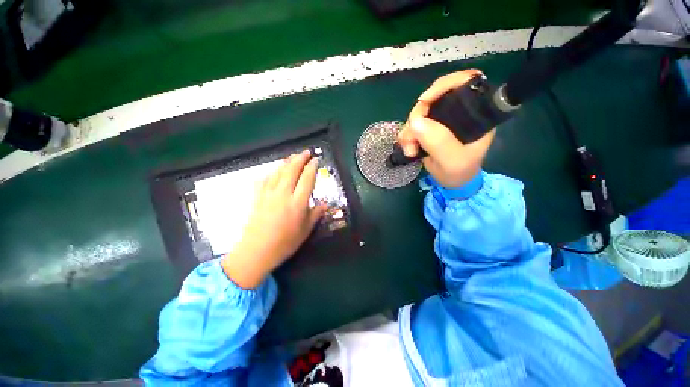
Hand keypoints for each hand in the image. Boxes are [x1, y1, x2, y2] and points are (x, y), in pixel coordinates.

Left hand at [221, 150, 326, 288]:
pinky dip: (271, 173)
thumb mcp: (305, 231)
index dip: (312, 167)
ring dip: (286, 163)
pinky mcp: (257, 197)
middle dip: (300, 159)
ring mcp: (268, 194)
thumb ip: (315, 215)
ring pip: (278, 172)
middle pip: (292, 170)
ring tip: (292, 157)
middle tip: (306, 152)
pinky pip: (264, 180)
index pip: (307, 179)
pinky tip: (273, 172)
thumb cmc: (285, 243)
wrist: (256, 252)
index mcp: (297, 203)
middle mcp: (283, 194)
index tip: (315, 160)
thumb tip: (324, 204)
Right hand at [398, 69, 495, 188]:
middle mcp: (458, 112)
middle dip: (417, 117)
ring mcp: (441, 120)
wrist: (451, 182)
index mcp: (475, 113)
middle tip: (412, 139)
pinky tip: (408, 150)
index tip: (424, 101)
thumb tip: (416, 121)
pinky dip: (406, 136)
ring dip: (409, 131)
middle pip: (433, 98)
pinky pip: (411, 125)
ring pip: (418, 113)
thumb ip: (438, 141)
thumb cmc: (459, 172)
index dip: (444, 85)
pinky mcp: (429, 128)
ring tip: (410, 150)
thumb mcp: (452, 161)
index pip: (465, 82)